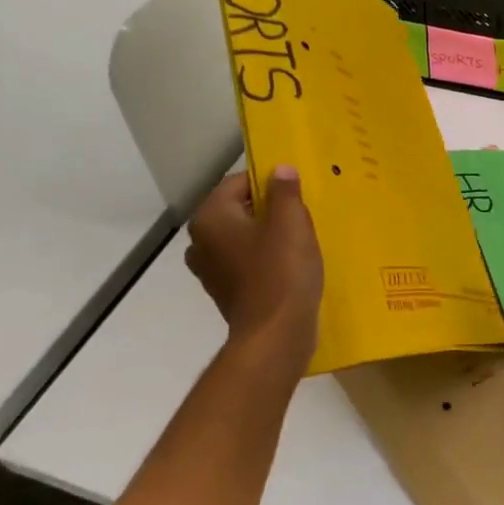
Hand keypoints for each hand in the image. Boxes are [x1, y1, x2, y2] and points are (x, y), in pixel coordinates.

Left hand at [185, 167, 323, 366]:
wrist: (275, 335)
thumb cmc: (282, 271)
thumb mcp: (291, 222)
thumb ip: (284, 190)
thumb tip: (279, 169)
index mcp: (210, 218)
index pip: (239, 183)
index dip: (269, 182)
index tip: (297, 191)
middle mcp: (201, 241)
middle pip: (239, 210)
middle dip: (269, 209)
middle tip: (302, 215)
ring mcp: (210, 270)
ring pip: (243, 237)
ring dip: (268, 235)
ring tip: (299, 240)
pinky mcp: (225, 292)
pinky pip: (246, 262)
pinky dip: (265, 259)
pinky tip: (290, 266)